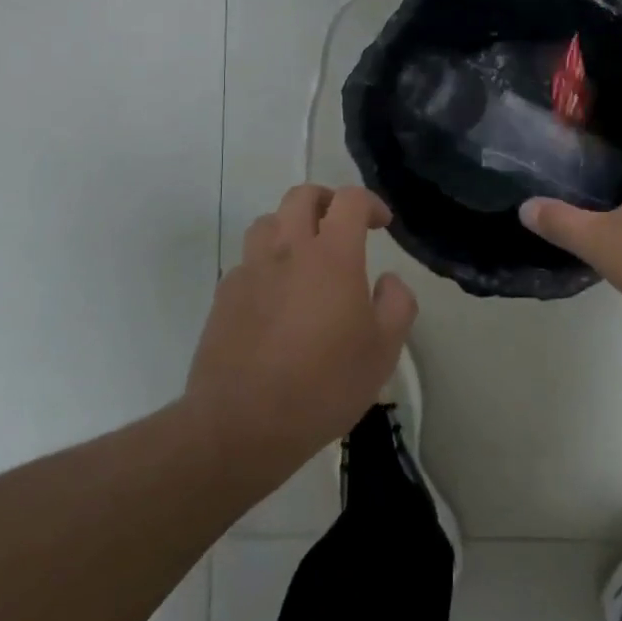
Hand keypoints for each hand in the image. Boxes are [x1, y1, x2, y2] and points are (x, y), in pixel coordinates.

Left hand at [186, 185, 416, 475]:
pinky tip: (277, 298)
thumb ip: (397, 304)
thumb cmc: (324, 385)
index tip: (382, 224)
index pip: (350, 200)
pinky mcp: (224, 296)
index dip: (370, 203)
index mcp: (332, 256)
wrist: (242, 425)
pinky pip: (248, 261)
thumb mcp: (384, 351)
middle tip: (342, 226)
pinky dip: (267, 263)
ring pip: (268, 222)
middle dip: (327, 201)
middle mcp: (288, 250)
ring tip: (306, 256)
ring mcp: (250, 270)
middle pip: (301, 196)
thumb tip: (387, 281)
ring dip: (291, 226)